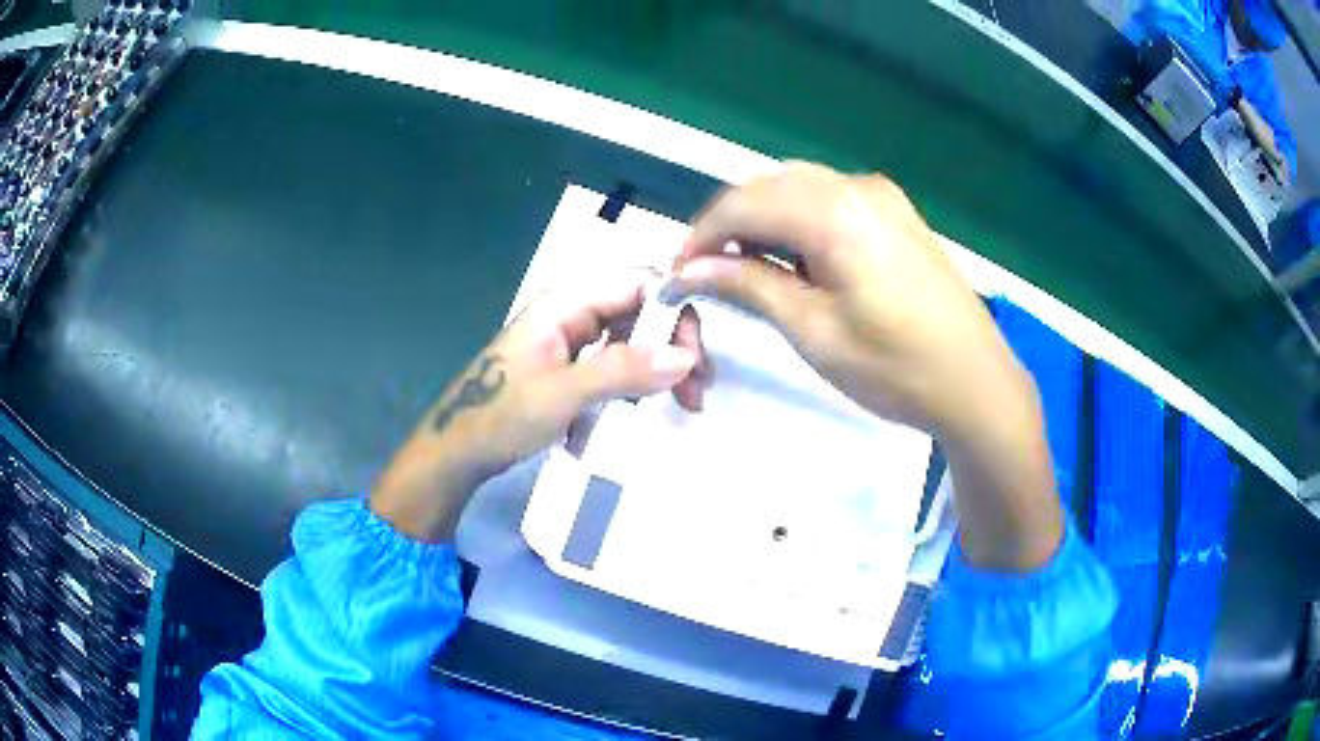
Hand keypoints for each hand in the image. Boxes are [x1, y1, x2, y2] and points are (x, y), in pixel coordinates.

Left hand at [370, 273, 706, 541]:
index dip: (674, 311)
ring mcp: (572, 339)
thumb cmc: (500, 416)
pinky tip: (653, 403)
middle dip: (674, 342)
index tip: (694, 357)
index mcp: (566, 303)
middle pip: (640, 309)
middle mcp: (573, 312)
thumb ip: (623, 370)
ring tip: (685, 401)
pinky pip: (618, 361)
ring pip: (633, 336)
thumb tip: (685, 356)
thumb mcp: (563, 393)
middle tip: (697, 388)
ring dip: (662, 363)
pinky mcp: (572, 366)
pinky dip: (640, 379)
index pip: (638, 283)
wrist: (458, 451)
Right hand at [669, 163, 1061, 570]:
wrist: (976, 383)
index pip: (743, 204)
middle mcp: (857, 186)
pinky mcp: (897, 213)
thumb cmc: (894, 367)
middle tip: (706, 272)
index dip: (701, 235)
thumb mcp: (813, 331)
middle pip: (769, 185)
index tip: (677, 273)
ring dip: (762, 218)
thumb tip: (690, 268)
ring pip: (799, 187)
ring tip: (743, 266)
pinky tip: (793, 256)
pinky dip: (798, 219)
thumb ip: (749, 285)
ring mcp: (882, 196)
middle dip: (729, 223)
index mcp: (835, 211)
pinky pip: (830, 199)